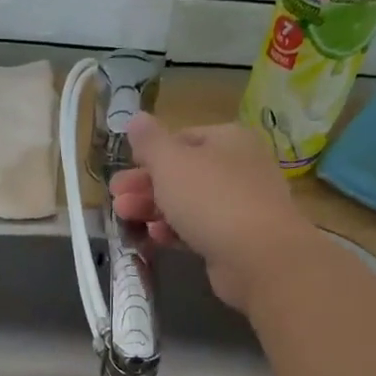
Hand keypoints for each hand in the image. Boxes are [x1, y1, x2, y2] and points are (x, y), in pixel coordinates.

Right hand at [110, 114, 317, 310]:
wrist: (258, 256)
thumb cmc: (211, 198)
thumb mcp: (171, 162)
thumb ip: (150, 141)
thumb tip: (136, 118)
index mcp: (228, 139)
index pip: (182, 139)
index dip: (149, 155)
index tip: (123, 170)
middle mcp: (239, 167)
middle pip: (183, 173)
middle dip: (146, 186)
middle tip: (116, 200)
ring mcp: (241, 205)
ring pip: (189, 203)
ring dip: (154, 209)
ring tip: (125, 218)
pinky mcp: (237, 239)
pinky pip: (200, 229)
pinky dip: (176, 231)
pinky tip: (155, 237)